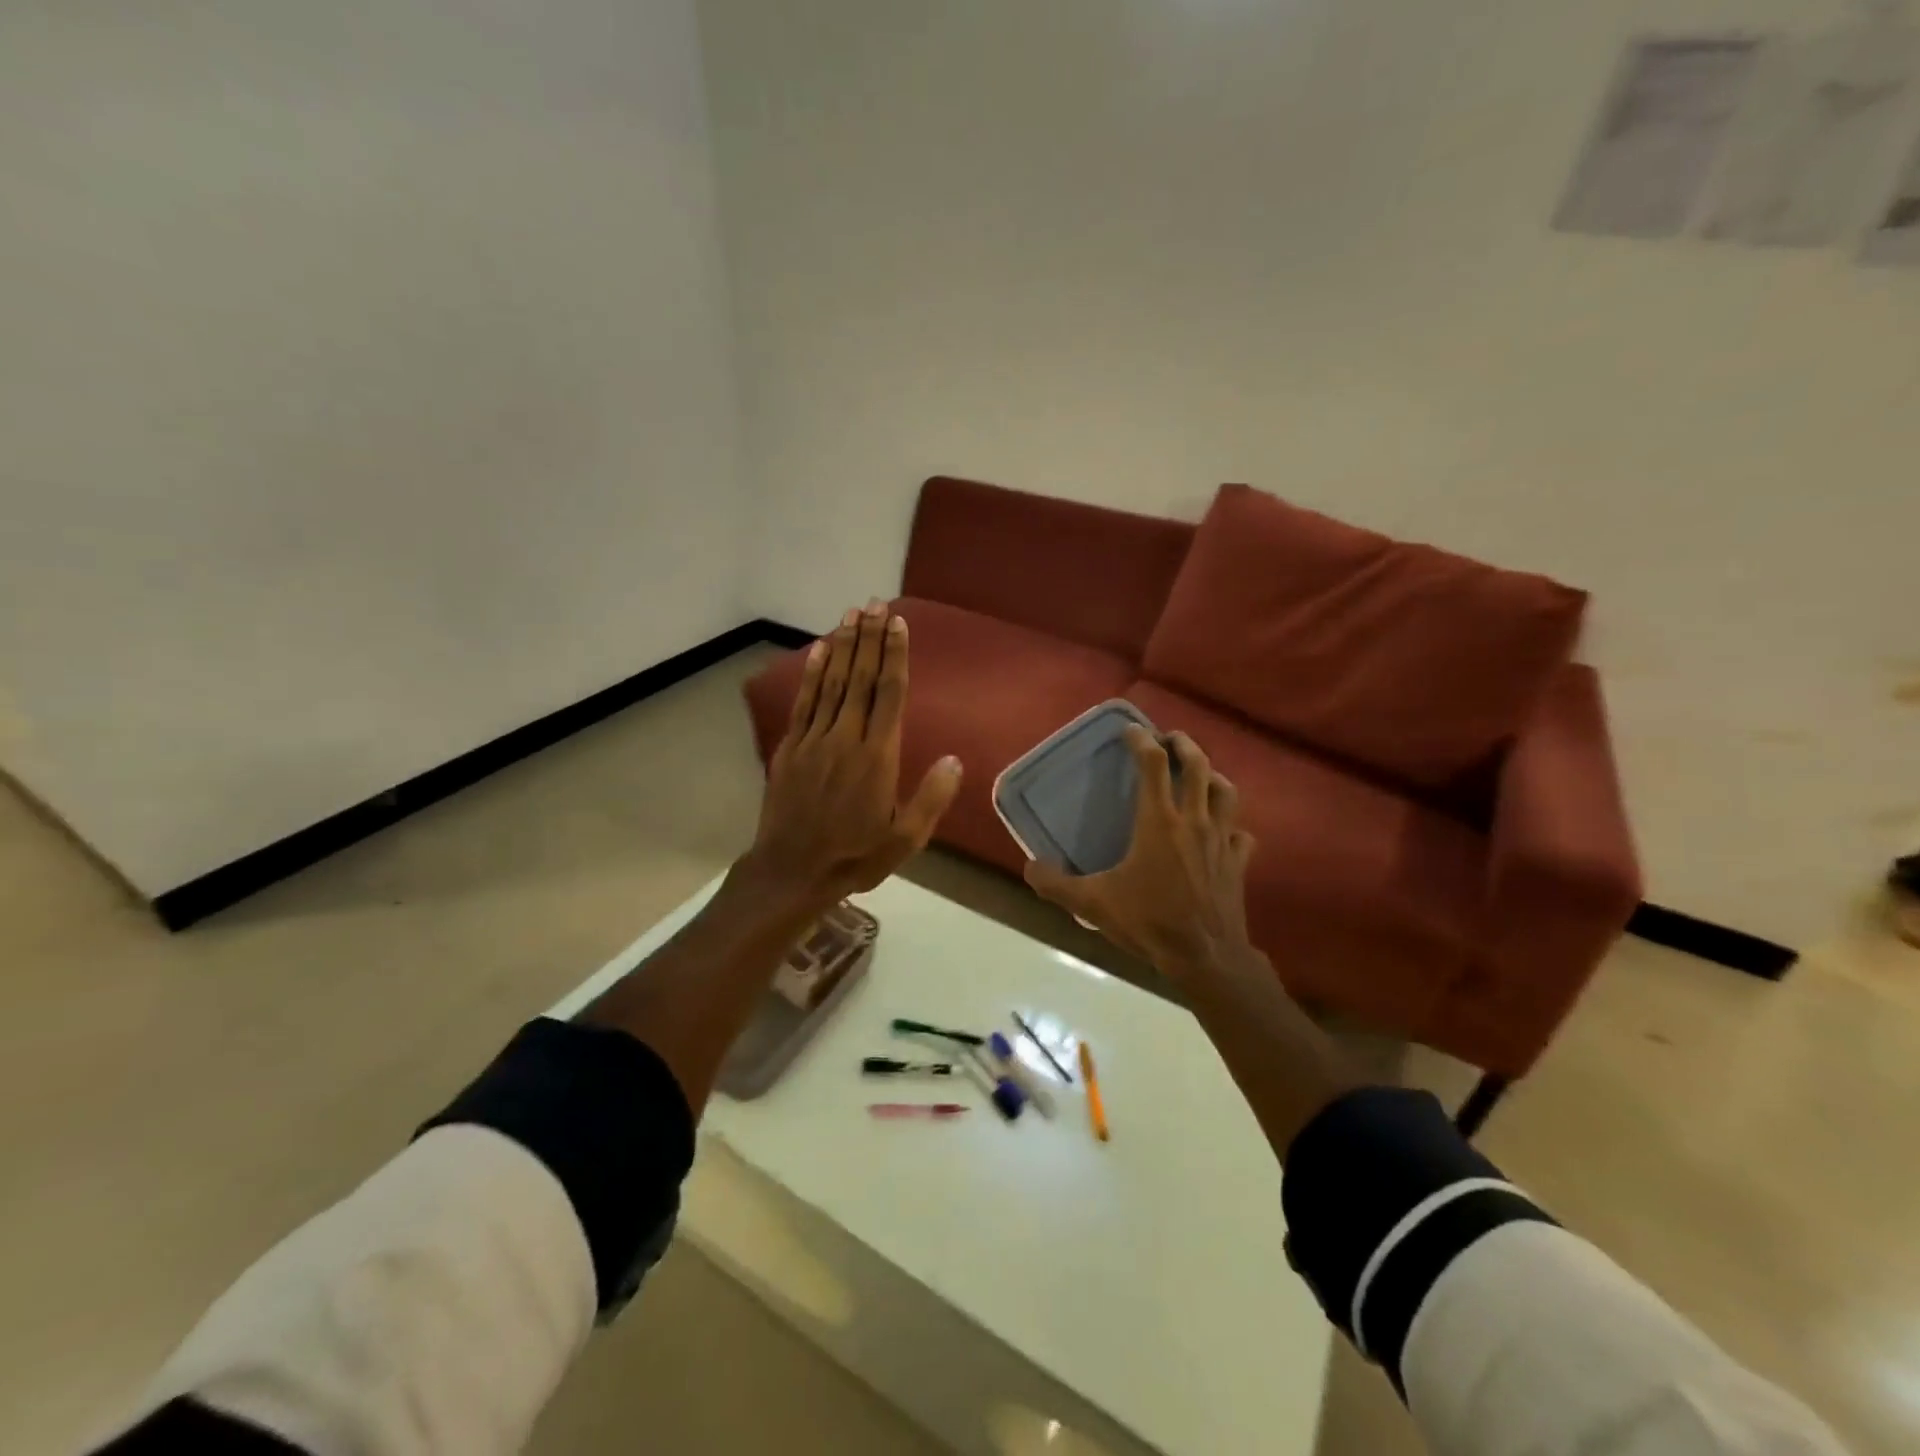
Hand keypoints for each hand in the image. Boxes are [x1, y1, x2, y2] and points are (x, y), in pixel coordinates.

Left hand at [742, 601, 962, 907]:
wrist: (793, 871)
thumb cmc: (855, 856)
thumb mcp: (905, 839)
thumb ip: (931, 798)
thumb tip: (956, 759)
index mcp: (877, 757)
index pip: (889, 694)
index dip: (894, 655)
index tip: (898, 624)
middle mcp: (846, 738)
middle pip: (860, 678)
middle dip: (870, 638)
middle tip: (875, 603)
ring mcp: (814, 740)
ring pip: (831, 683)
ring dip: (842, 646)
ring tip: (852, 614)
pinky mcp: (791, 747)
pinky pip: (804, 702)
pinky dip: (811, 674)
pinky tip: (817, 650)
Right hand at [1024, 727, 1255, 978]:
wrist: (1205, 957)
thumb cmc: (1148, 921)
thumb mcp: (1092, 903)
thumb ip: (1056, 884)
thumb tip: (1029, 867)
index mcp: (1158, 821)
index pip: (1153, 764)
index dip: (1141, 741)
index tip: (1130, 731)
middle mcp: (1193, 820)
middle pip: (1197, 765)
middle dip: (1183, 745)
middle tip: (1169, 739)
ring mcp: (1221, 839)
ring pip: (1226, 792)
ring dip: (1213, 775)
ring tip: (1200, 774)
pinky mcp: (1238, 862)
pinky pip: (1241, 833)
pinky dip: (1232, 825)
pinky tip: (1223, 830)